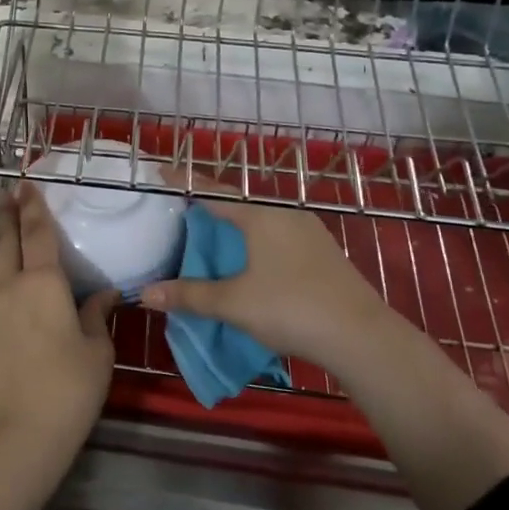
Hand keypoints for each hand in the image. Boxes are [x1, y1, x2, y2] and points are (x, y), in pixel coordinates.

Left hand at [0, 184, 117, 509]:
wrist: (11, 438)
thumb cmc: (65, 393)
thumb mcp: (97, 355)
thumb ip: (97, 317)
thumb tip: (103, 295)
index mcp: (42, 284)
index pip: (37, 234)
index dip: (34, 207)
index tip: (28, 185)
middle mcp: (7, 286)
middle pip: (4, 241)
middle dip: (7, 215)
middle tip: (9, 196)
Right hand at [138, 178, 401, 370]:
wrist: (362, 337)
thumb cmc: (291, 308)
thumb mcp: (233, 303)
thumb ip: (189, 295)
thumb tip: (146, 293)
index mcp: (262, 216)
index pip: (214, 192)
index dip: (186, 183)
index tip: (162, 172)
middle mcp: (286, 215)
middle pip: (239, 206)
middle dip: (210, 211)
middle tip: (182, 216)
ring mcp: (310, 234)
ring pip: (261, 225)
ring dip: (235, 232)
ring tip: (211, 243)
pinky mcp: (324, 255)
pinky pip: (278, 240)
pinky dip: (255, 246)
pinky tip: (249, 267)